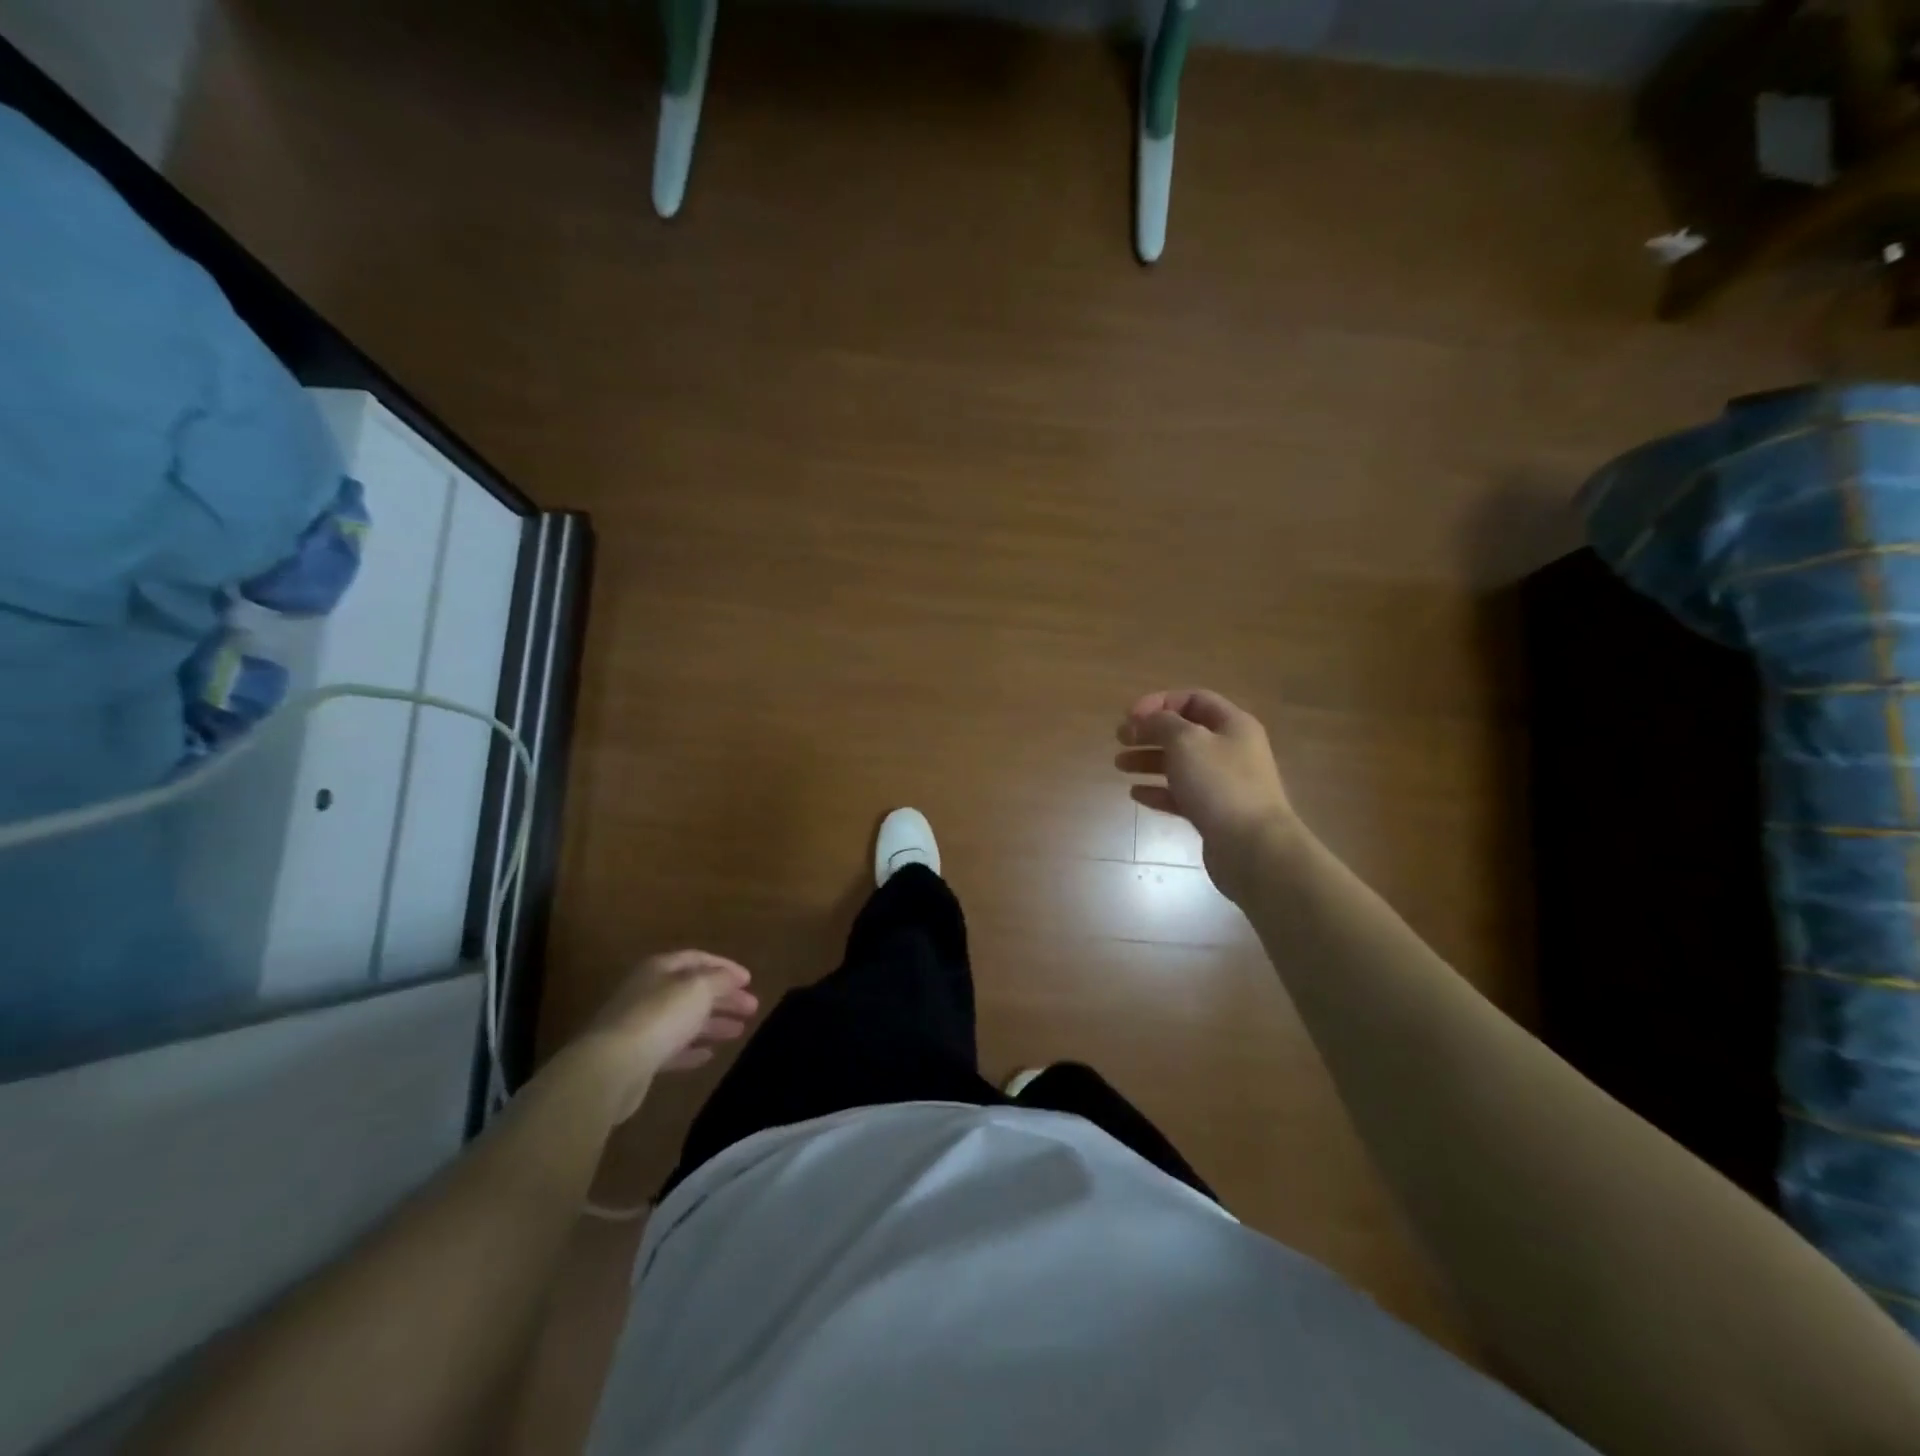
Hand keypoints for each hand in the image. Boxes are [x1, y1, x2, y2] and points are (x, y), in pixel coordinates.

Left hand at [576, 951, 758, 1121]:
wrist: (610, 1068)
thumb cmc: (659, 1017)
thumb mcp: (698, 989)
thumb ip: (719, 980)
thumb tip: (732, 977)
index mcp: (660, 968)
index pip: (697, 959)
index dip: (725, 967)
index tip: (749, 980)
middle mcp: (648, 992)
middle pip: (692, 990)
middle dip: (724, 997)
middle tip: (752, 1008)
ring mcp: (640, 1025)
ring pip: (684, 1020)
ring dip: (713, 1023)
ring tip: (740, 1031)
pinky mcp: (637, 1058)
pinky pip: (671, 1048)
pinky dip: (691, 1049)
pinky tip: (709, 1055)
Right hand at [1116, 688, 1296, 900]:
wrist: (1252, 847)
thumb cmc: (1219, 784)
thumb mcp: (1186, 741)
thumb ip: (1162, 723)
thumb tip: (1147, 719)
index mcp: (1232, 725)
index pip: (1193, 700)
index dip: (1159, 703)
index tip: (1130, 717)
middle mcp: (1231, 750)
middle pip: (1185, 732)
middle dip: (1149, 732)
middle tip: (1120, 739)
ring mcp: (1224, 783)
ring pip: (1180, 764)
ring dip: (1148, 761)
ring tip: (1119, 765)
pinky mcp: (1215, 813)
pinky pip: (1181, 795)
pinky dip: (1158, 791)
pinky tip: (1136, 794)